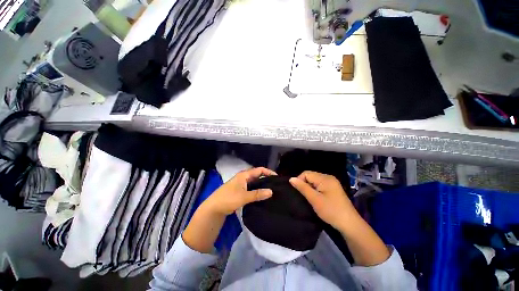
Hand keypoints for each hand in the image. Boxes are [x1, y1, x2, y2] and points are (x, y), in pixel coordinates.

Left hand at [203, 167, 276, 215]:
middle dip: (266, 178)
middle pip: (257, 175)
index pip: (259, 170)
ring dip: (261, 184)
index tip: (277, 177)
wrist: (213, 208)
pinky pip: (251, 187)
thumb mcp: (244, 197)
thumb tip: (271, 191)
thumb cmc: (228, 199)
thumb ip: (258, 194)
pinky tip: (261, 195)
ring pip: (254, 182)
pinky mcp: (239, 190)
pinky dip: (257, 189)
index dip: (268, 172)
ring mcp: (241, 184)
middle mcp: (243, 177)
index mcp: (244, 175)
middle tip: (275, 184)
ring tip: (271, 189)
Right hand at [290, 171, 356, 230]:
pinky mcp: (333, 188)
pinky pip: (320, 185)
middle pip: (311, 176)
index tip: (299, 192)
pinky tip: (316, 198)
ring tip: (309, 197)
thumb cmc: (331, 211)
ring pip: (314, 181)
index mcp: (325, 178)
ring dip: (310, 187)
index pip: (306, 173)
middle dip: (305, 184)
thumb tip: (291, 178)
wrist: (349, 224)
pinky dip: (315, 190)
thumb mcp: (314, 199)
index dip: (300, 180)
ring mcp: (332, 183)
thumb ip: (302, 187)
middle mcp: (329, 177)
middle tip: (305, 196)